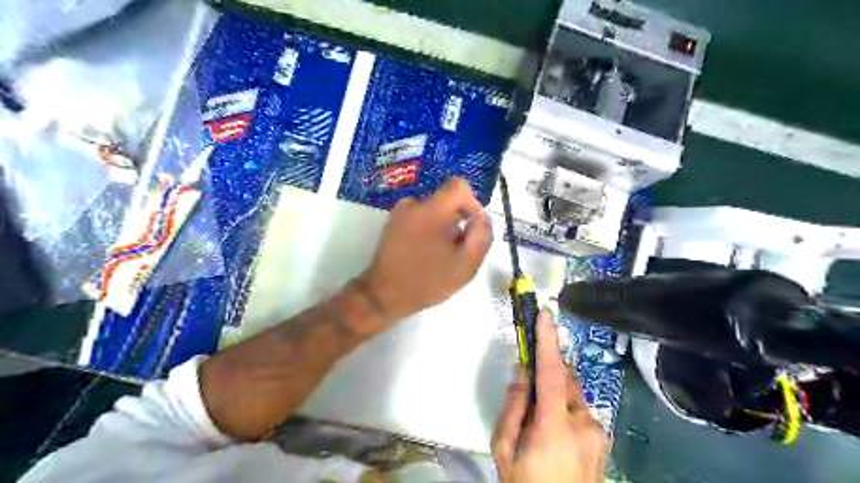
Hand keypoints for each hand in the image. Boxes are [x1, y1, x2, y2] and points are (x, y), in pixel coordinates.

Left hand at [363, 176, 493, 319]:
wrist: (384, 295)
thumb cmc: (427, 281)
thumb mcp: (466, 265)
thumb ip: (481, 236)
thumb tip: (481, 217)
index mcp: (431, 211)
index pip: (459, 186)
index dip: (472, 203)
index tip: (471, 226)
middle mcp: (413, 204)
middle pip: (447, 200)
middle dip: (457, 221)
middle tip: (455, 249)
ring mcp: (400, 212)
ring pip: (434, 210)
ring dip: (442, 227)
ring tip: (439, 254)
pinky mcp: (393, 221)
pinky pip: (420, 216)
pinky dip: (428, 229)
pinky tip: (424, 252)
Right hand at [491, 313, 611, 481]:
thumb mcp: (505, 449)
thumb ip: (513, 407)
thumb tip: (521, 372)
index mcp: (555, 427)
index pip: (552, 375)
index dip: (548, 343)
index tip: (546, 315)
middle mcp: (584, 425)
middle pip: (565, 381)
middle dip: (547, 376)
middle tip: (528, 392)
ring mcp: (598, 433)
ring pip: (574, 395)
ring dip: (556, 395)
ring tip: (540, 423)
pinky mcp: (603, 439)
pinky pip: (581, 410)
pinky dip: (565, 409)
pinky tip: (555, 434)